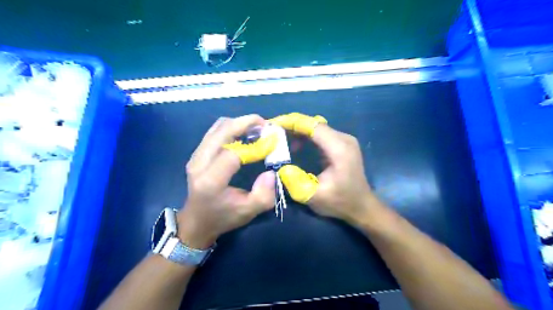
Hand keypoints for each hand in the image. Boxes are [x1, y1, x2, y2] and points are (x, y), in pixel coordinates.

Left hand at [179, 115, 278, 248]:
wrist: (195, 222)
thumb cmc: (222, 218)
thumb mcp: (247, 212)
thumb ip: (264, 195)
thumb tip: (271, 172)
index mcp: (211, 181)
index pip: (233, 153)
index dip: (255, 146)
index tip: (273, 143)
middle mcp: (199, 163)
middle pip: (222, 131)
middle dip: (246, 122)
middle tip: (265, 124)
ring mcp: (195, 156)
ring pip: (218, 127)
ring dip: (239, 123)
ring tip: (257, 128)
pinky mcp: (197, 153)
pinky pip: (215, 132)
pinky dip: (231, 128)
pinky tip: (244, 134)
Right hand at [272, 113, 375, 223]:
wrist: (362, 207)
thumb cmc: (340, 202)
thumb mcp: (314, 196)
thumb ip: (295, 181)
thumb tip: (280, 166)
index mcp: (339, 148)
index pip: (313, 126)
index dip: (293, 122)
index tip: (273, 124)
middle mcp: (344, 139)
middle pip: (314, 124)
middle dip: (292, 125)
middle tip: (273, 131)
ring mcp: (344, 141)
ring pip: (317, 128)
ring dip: (298, 131)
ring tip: (280, 138)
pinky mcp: (341, 145)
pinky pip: (321, 135)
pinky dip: (306, 137)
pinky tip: (295, 146)